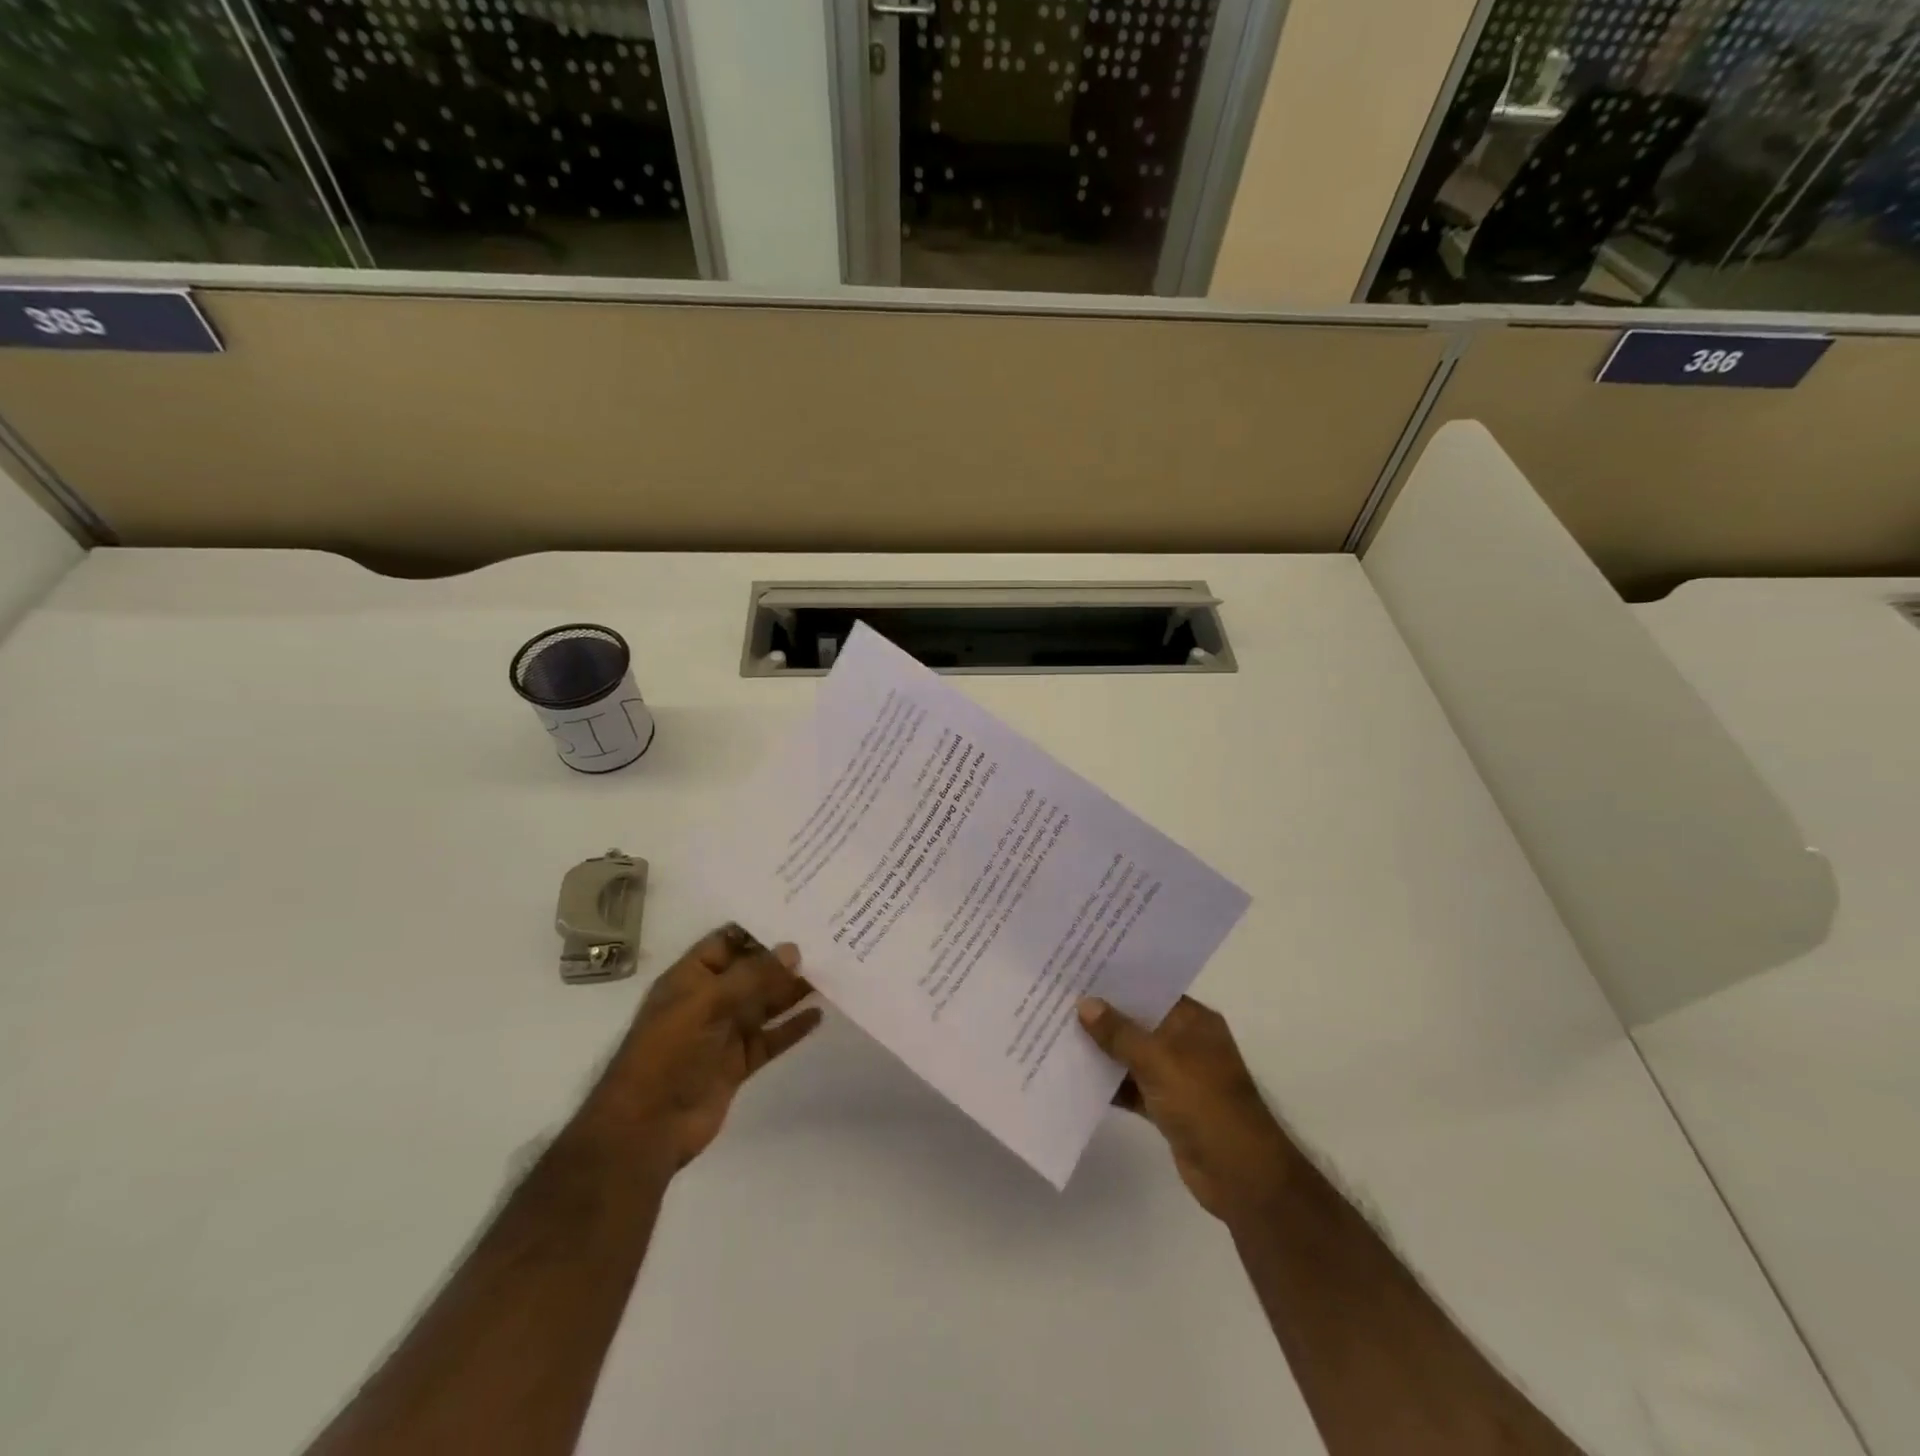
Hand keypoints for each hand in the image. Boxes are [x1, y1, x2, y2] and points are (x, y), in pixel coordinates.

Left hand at [585, 925, 821, 1169]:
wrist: (647, 1128)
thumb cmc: (668, 1053)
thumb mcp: (706, 1003)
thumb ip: (752, 976)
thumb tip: (793, 949)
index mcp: (691, 978)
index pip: (727, 941)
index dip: (758, 928)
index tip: (797, 913)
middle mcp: (709, 1000)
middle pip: (751, 972)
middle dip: (783, 958)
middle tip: (825, 940)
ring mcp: (724, 1033)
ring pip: (764, 1004)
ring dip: (792, 990)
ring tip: (830, 972)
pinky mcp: (738, 1064)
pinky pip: (770, 1039)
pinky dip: (792, 1027)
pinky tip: (818, 1015)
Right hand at [1077, 995, 1298, 1223]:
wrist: (1240, 1176)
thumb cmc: (1204, 1103)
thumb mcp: (1159, 1060)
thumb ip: (1119, 1033)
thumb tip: (1084, 1004)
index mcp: (1194, 1022)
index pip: (1152, 990)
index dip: (1118, 980)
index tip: (1079, 969)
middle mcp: (1185, 1043)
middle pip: (1138, 1021)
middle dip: (1103, 1015)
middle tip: (1059, 998)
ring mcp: (1176, 1076)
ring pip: (1131, 1055)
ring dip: (1102, 1050)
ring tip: (1057, 1031)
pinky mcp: (1166, 1107)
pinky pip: (1131, 1086)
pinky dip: (1109, 1083)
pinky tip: (1073, 1076)